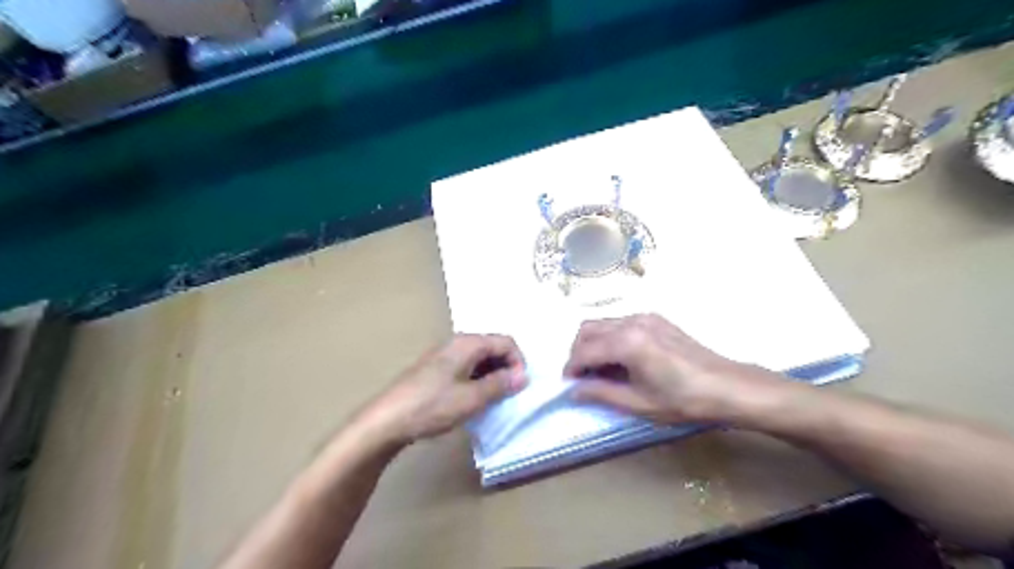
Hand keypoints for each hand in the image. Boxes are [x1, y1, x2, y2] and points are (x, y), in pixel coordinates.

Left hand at [360, 334, 527, 444]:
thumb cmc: (432, 406)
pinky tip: (472, 400)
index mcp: (468, 343)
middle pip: (493, 347)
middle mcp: (457, 343)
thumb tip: (523, 376)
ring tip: (492, 400)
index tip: (519, 387)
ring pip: (480, 358)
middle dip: (506, 368)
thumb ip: (500, 385)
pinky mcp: (435, 369)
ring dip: (492, 376)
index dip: (518, 362)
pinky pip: (466, 367)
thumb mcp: (472, 398)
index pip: (506, 342)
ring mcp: (444, 355)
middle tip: (508, 395)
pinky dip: (477, 379)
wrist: (387, 420)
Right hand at [566, 313, 778, 425]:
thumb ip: (601, 393)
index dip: (571, 368)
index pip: (584, 351)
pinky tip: (623, 360)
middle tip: (583, 377)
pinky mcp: (656, 319)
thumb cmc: (683, 400)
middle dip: (578, 352)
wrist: (727, 386)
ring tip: (602, 370)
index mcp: (626, 342)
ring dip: (594, 344)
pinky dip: (611, 338)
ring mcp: (645, 317)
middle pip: (588, 329)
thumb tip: (573, 391)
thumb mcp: (639, 403)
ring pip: (603, 323)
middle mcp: (631, 322)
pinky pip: (621, 323)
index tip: (568, 385)